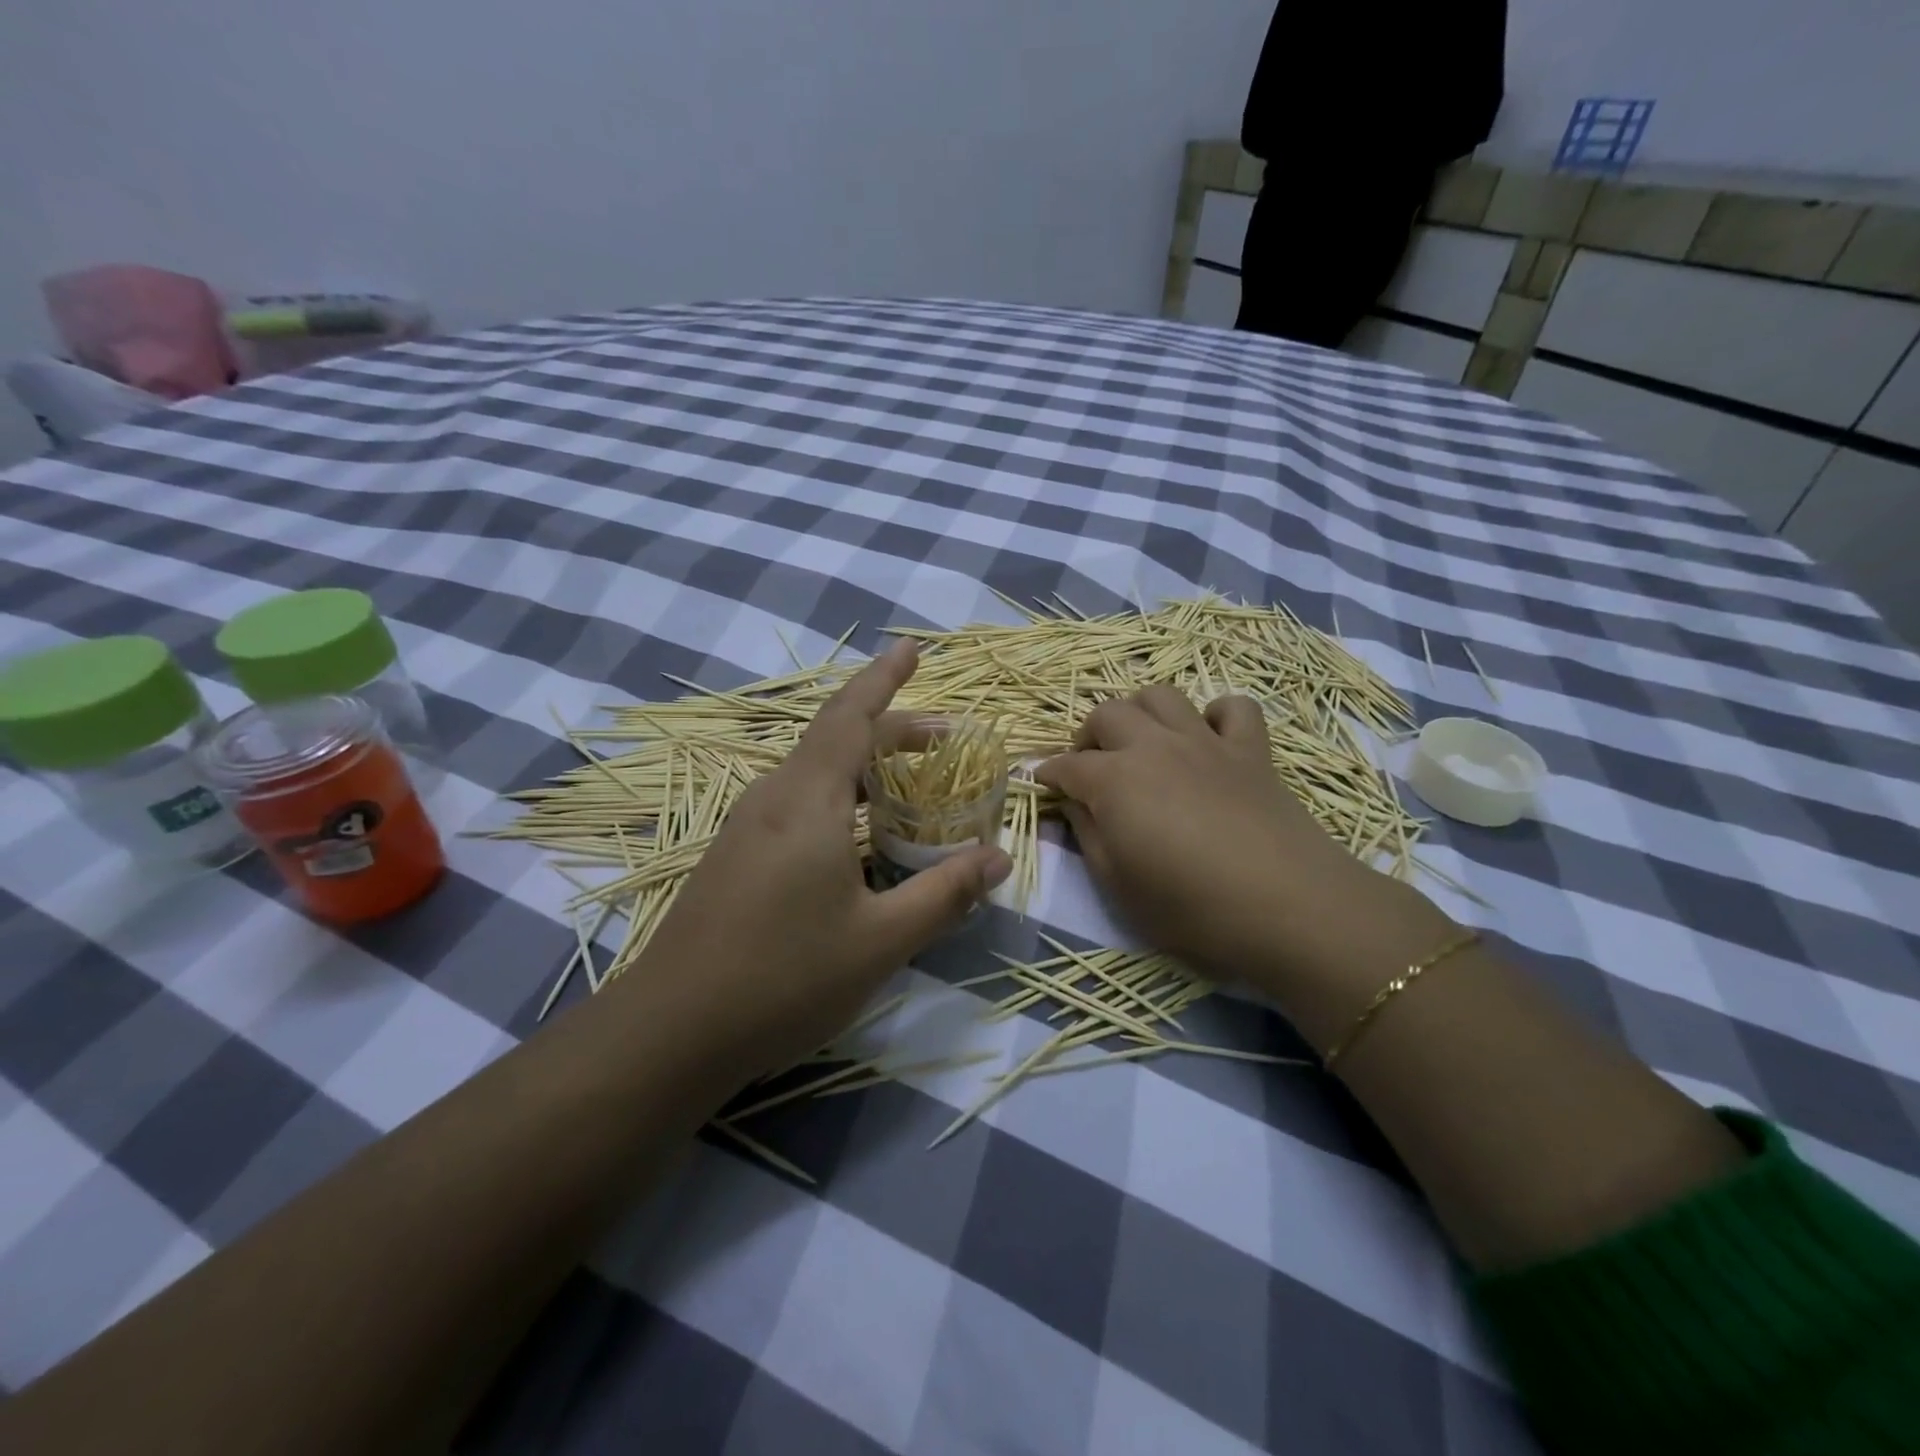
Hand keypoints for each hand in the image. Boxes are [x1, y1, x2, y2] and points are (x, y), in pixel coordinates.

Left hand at [631, 639, 1011, 1076]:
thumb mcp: (881, 940)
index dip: (885, 679)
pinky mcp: (735, 854)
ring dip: (863, 763)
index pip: (852, 717)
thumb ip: (944, 893)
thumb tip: (998, 858)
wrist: (672, 1030)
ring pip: (814, 770)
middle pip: (836, 738)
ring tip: (907, 781)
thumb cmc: (784, 977)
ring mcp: (746, 825)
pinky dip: (838, 793)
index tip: (912, 647)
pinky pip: (796, 800)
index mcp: (808, 800)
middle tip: (943, 738)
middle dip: (891, 728)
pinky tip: (855, 833)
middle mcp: (773, 797)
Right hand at [1036, 686, 1450, 1001]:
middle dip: (1088, 736)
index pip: (1066, 766)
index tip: (1042, 785)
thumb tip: (1072, 804)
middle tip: (1092, 769)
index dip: (1048, 775)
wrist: (1289, 908)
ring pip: (1161, 696)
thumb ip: (1087, 836)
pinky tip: (1209, 741)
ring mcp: (1206, 742)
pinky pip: (1233, 707)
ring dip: (1142, 713)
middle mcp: (1154, 746)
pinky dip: (1215, 716)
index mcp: (1114, 780)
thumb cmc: (1192, 908)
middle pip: (1107, 713)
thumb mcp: (1118, 886)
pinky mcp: (1251, 750)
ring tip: (1142, 745)